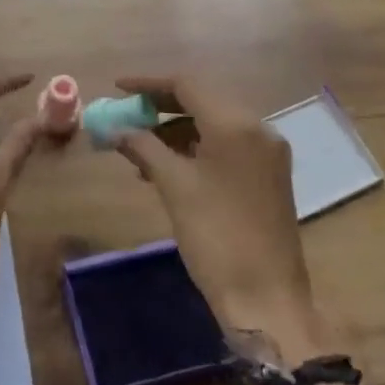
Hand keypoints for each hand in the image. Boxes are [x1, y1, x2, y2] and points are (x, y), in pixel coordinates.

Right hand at [109, 75, 334, 366]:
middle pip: (202, 100)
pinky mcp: (268, 175)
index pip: (186, 84)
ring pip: (213, 124)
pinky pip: (226, 145)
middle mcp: (257, 128)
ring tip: (138, 148)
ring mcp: (267, 153)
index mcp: (236, 124)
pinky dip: (195, 147)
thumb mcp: (174, 186)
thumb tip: (116, 129)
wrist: (267, 300)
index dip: (148, 84)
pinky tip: (167, 166)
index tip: (118, 88)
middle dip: (160, 106)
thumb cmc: (216, 236)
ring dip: (175, 129)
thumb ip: (143, 146)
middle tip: (126, 116)